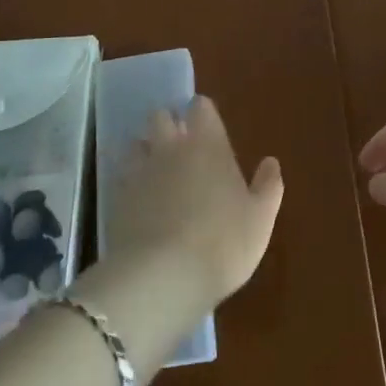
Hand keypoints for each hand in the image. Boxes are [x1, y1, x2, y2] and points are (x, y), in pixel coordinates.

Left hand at [104, 96, 283, 307]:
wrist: (163, 278)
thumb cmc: (222, 242)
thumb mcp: (260, 219)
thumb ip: (268, 186)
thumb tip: (270, 162)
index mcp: (208, 144)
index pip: (200, 107)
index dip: (203, 114)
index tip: (208, 128)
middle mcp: (170, 148)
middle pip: (160, 116)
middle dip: (168, 125)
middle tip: (180, 147)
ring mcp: (139, 172)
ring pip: (136, 144)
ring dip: (145, 152)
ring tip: (156, 174)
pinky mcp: (115, 199)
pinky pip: (120, 178)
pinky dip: (128, 183)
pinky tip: (138, 203)